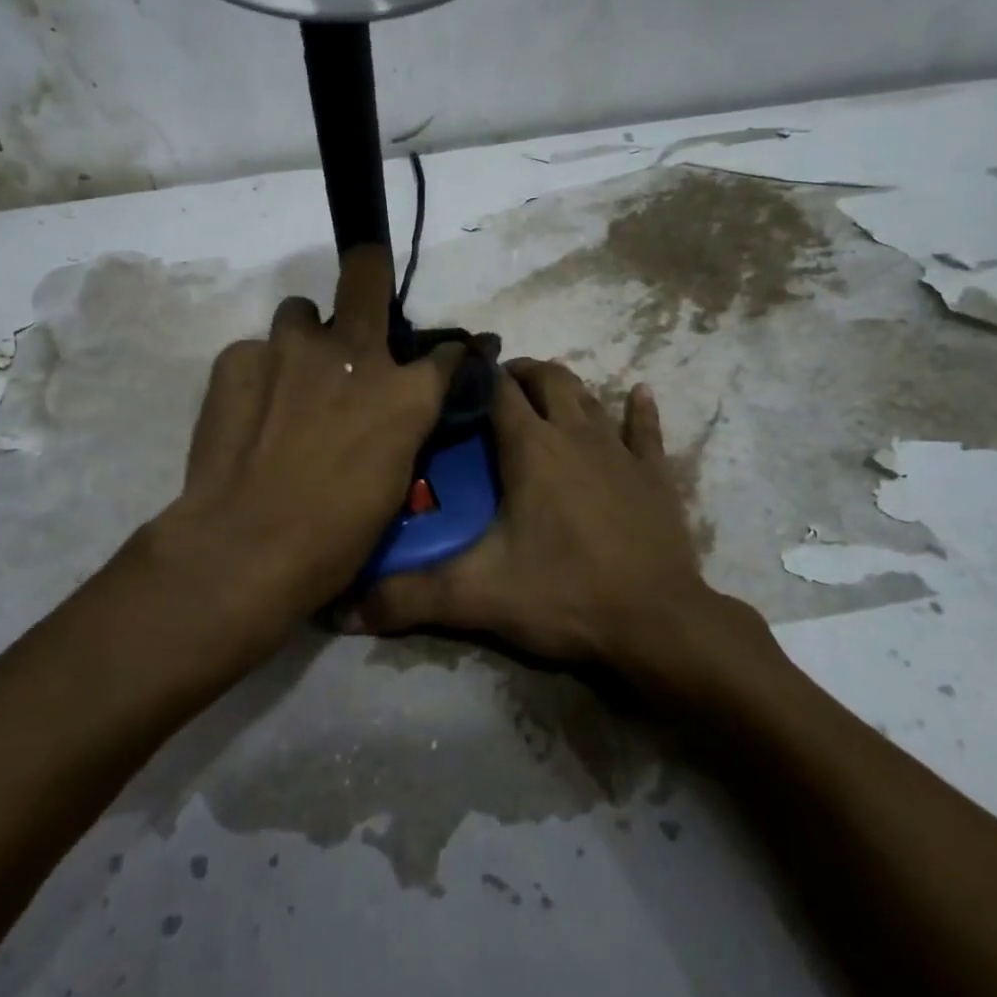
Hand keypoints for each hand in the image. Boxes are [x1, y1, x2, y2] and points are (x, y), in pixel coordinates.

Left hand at [141, 246, 461, 648]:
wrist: (246, 547)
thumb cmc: (337, 534)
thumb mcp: (394, 481)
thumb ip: (402, 427)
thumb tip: (407, 406)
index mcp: (405, 393)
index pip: (445, 354)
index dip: (451, 355)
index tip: (447, 359)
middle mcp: (352, 353)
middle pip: (366, 275)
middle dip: (369, 272)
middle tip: (364, 284)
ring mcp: (289, 348)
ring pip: (300, 314)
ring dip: (304, 340)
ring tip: (291, 378)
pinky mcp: (236, 359)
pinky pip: (254, 353)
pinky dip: (259, 376)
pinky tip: (250, 415)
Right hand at [343, 357, 716, 667]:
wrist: (657, 623)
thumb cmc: (565, 595)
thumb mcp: (478, 595)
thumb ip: (408, 597)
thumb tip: (339, 611)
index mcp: (531, 447)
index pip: (496, 389)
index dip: (474, 373)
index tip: (452, 374)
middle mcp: (576, 434)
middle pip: (548, 379)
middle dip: (519, 373)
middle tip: (494, 390)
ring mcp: (620, 451)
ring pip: (590, 397)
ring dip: (565, 388)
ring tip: (543, 395)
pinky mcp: (655, 475)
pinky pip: (647, 431)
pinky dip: (640, 410)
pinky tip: (639, 392)